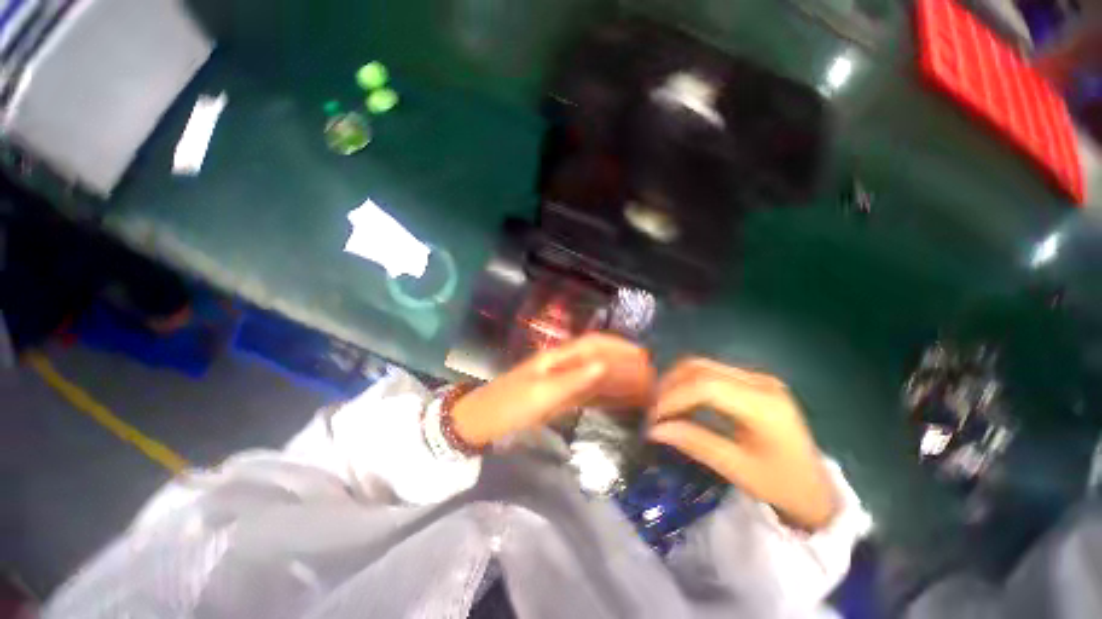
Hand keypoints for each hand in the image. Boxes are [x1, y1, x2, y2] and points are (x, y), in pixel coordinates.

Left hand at [451, 333, 654, 447]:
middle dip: (625, 365)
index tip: (644, 356)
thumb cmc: (508, 406)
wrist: (482, 423)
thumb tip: (605, 365)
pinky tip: (622, 402)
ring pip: (597, 377)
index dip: (619, 347)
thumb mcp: (540, 393)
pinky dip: (608, 397)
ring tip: (646, 391)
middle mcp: (563, 364)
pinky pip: (590, 394)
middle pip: (599, 360)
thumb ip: (573, 379)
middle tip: (653, 379)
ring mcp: (562, 381)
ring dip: (621, 381)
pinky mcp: (560, 397)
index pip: (593, 345)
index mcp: (557, 357)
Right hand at [647, 358, 838, 530]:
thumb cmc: (781, 486)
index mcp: (764, 404)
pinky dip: (688, 384)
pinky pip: (710, 373)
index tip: (652, 418)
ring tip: (662, 405)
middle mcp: (760, 381)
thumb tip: (653, 430)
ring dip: (676, 382)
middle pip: (700, 368)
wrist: (817, 489)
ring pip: (702, 366)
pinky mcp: (752, 381)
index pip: (705, 386)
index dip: (673, 398)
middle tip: (652, 410)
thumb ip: (694, 442)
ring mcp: (757, 378)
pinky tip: (680, 401)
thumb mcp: (737, 469)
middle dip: (669, 385)